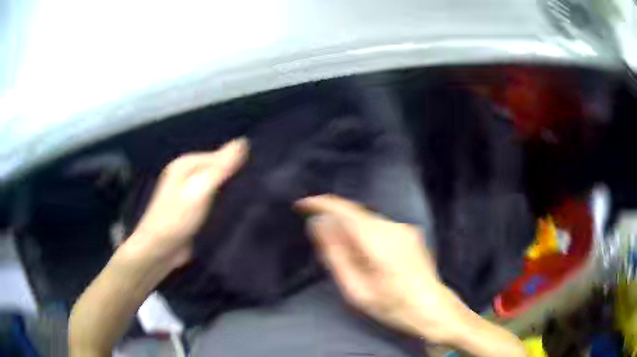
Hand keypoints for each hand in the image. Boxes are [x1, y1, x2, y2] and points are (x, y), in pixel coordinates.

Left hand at [129, 138, 247, 267]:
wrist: (160, 250)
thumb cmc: (177, 217)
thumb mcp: (200, 189)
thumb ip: (221, 167)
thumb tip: (244, 141)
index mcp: (186, 164)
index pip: (219, 155)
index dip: (238, 162)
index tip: (260, 173)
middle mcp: (187, 175)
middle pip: (218, 170)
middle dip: (236, 176)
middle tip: (261, 185)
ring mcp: (189, 194)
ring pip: (217, 186)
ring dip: (232, 191)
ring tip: (256, 196)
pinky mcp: (194, 211)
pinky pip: (214, 201)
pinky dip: (225, 203)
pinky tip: (240, 209)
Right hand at [296, 195, 465, 343]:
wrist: (432, 308)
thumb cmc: (392, 306)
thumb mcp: (356, 289)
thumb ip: (336, 255)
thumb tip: (319, 226)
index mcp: (378, 241)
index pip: (344, 210)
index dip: (321, 204)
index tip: (302, 205)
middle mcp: (393, 227)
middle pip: (356, 214)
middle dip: (336, 222)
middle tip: (324, 245)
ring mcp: (405, 229)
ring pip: (368, 220)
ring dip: (352, 230)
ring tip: (351, 260)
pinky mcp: (411, 233)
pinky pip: (380, 227)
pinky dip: (366, 234)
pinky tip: (370, 258)